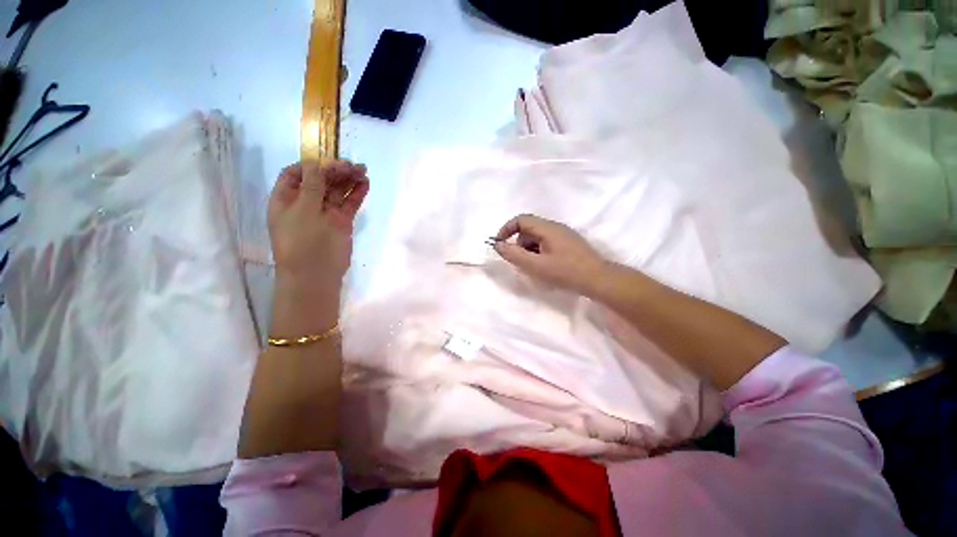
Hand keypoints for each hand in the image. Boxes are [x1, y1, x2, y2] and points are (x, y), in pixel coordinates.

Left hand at [267, 160, 368, 299]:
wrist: (316, 273)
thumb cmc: (302, 242)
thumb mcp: (302, 211)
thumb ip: (311, 187)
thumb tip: (315, 164)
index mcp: (286, 199)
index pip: (295, 174)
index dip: (311, 165)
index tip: (328, 162)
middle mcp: (305, 203)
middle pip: (320, 180)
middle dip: (335, 171)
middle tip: (353, 166)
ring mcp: (325, 213)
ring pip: (337, 191)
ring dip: (349, 180)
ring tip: (363, 171)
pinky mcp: (342, 222)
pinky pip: (349, 204)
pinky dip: (357, 194)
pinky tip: (365, 184)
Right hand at [492, 214, 608, 295]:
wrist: (598, 280)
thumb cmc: (565, 272)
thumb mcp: (536, 265)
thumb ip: (514, 255)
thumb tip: (497, 245)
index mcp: (547, 228)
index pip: (521, 220)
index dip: (506, 229)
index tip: (499, 244)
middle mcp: (555, 227)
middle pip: (528, 229)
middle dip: (519, 244)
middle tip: (521, 263)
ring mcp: (563, 235)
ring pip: (537, 237)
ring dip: (529, 250)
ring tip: (535, 268)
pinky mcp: (568, 244)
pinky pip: (546, 243)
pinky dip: (539, 253)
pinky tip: (545, 267)